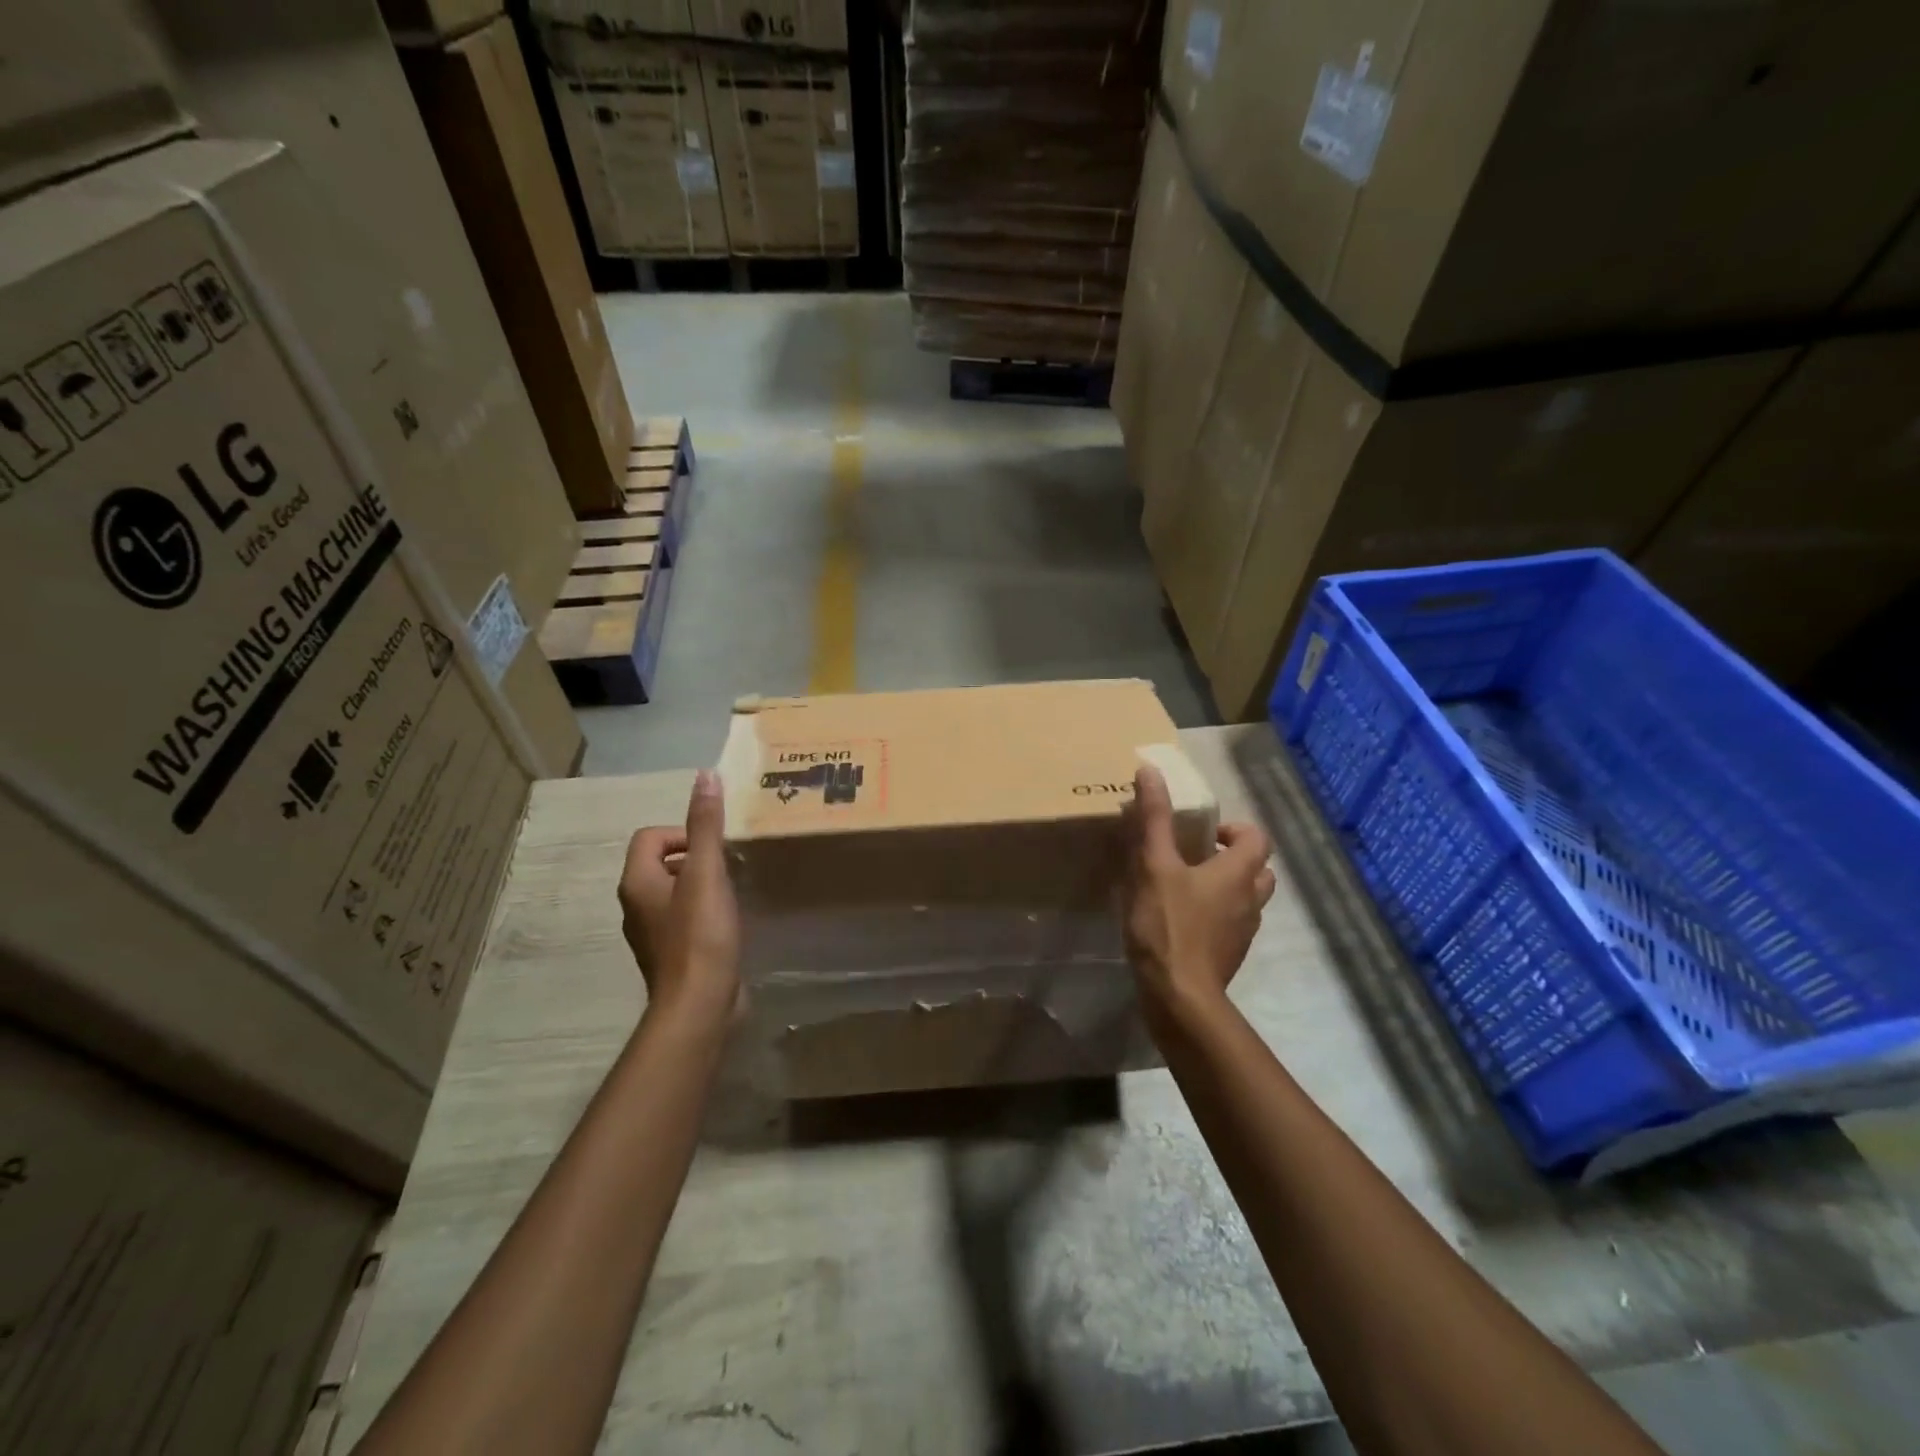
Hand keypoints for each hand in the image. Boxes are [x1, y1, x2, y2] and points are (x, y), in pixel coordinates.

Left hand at [620, 770, 741, 1024]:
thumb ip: (706, 825)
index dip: (683, 834)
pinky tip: (728, 922)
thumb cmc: (700, 934)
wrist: (700, 1005)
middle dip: (696, 858)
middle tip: (727, 869)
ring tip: (732, 893)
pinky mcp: (672, 953)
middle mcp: (636, 905)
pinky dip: (704, 912)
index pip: (650, 837)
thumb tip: (705, 776)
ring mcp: (652, 933)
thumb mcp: (706, 872)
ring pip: (675, 891)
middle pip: (662, 862)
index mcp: (637, 882)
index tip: (713, 851)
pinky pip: (684, 918)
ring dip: (702, 885)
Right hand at [1121, 766, 1276, 1023]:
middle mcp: (1250, 900)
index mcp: (1238, 872)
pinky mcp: (1229, 956)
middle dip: (1234, 858)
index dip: (1234, 829)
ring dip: (1227, 888)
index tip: (1203, 833)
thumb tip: (1150, 771)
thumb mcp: (1153, 865)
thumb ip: (1153, 818)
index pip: (1257, 838)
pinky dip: (1217, 916)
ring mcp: (1243, 932)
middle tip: (1198, 856)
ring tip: (1188, 887)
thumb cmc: (1169, 925)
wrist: (1179, 996)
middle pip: (1259, 869)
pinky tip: (1183, 921)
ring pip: (1247, 899)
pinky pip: (1231, 925)